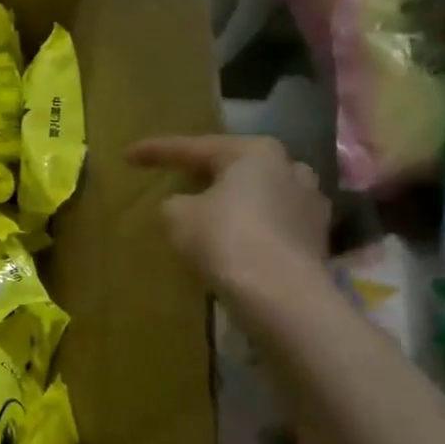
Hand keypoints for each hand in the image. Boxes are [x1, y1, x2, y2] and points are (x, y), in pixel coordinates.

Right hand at [126, 134, 329, 294]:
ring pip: (258, 195)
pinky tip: (234, 240)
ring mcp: (309, 204)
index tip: (128, 155)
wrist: (281, 295)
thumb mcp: (176, 216)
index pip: (194, 147)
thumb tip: (184, 206)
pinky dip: (250, 228)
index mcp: (255, 152)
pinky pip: (271, 224)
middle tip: (176, 177)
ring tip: (209, 210)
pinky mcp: (316, 238)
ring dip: (233, 200)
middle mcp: (290, 168)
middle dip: (205, 172)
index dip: (157, 151)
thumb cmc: (225, 240)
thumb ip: (174, 203)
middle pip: (234, 167)